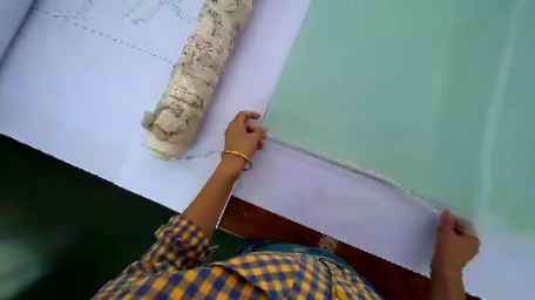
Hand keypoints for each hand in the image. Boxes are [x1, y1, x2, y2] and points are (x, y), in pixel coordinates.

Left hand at [223, 112, 266, 167]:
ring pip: (245, 133)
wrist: (233, 162)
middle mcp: (232, 128)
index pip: (243, 114)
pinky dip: (250, 141)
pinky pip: (242, 139)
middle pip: (245, 125)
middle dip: (256, 130)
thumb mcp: (254, 138)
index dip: (252, 114)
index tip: (260, 117)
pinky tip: (257, 148)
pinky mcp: (232, 144)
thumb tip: (263, 128)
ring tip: (262, 146)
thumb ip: (260, 131)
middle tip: (263, 136)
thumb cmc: (244, 147)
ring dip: (254, 137)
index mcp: (235, 124)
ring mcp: (231, 136)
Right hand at [429, 211, 481, 275]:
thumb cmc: (448, 250)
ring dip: (447, 231)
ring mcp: (466, 250)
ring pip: (456, 235)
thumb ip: (447, 221)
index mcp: (473, 238)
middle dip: (449, 225)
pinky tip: (439, 238)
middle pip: (461, 229)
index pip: (465, 223)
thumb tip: (447, 211)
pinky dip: (447, 238)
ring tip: (437, 231)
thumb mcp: (446, 233)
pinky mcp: (458, 254)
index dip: (453, 219)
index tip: (441, 219)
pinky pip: (454, 241)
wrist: (445, 269)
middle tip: (439, 225)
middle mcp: (473, 244)